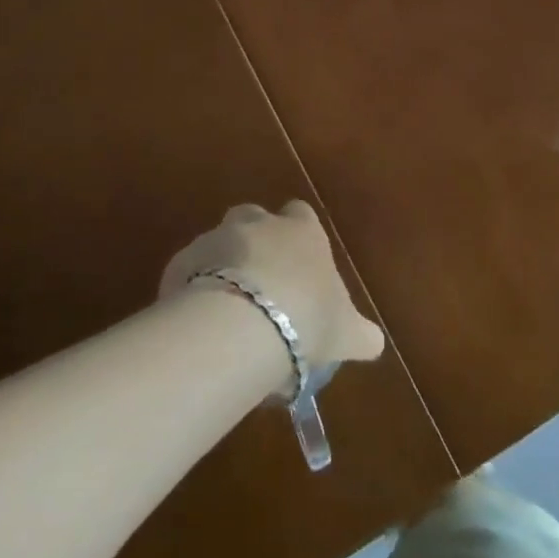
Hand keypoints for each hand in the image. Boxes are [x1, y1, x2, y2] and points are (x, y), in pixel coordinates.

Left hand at [160, 202, 385, 373]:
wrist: (245, 323)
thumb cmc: (308, 318)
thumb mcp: (347, 333)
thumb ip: (361, 334)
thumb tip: (373, 342)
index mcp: (302, 231)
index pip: (301, 215)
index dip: (299, 236)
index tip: (299, 267)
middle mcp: (259, 222)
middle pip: (255, 218)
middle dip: (256, 242)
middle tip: (261, 287)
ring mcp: (218, 236)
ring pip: (219, 243)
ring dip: (223, 267)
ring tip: (229, 309)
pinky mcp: (184, 260)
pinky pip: (190, 271)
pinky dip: (193, 290)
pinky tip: (199, 324)